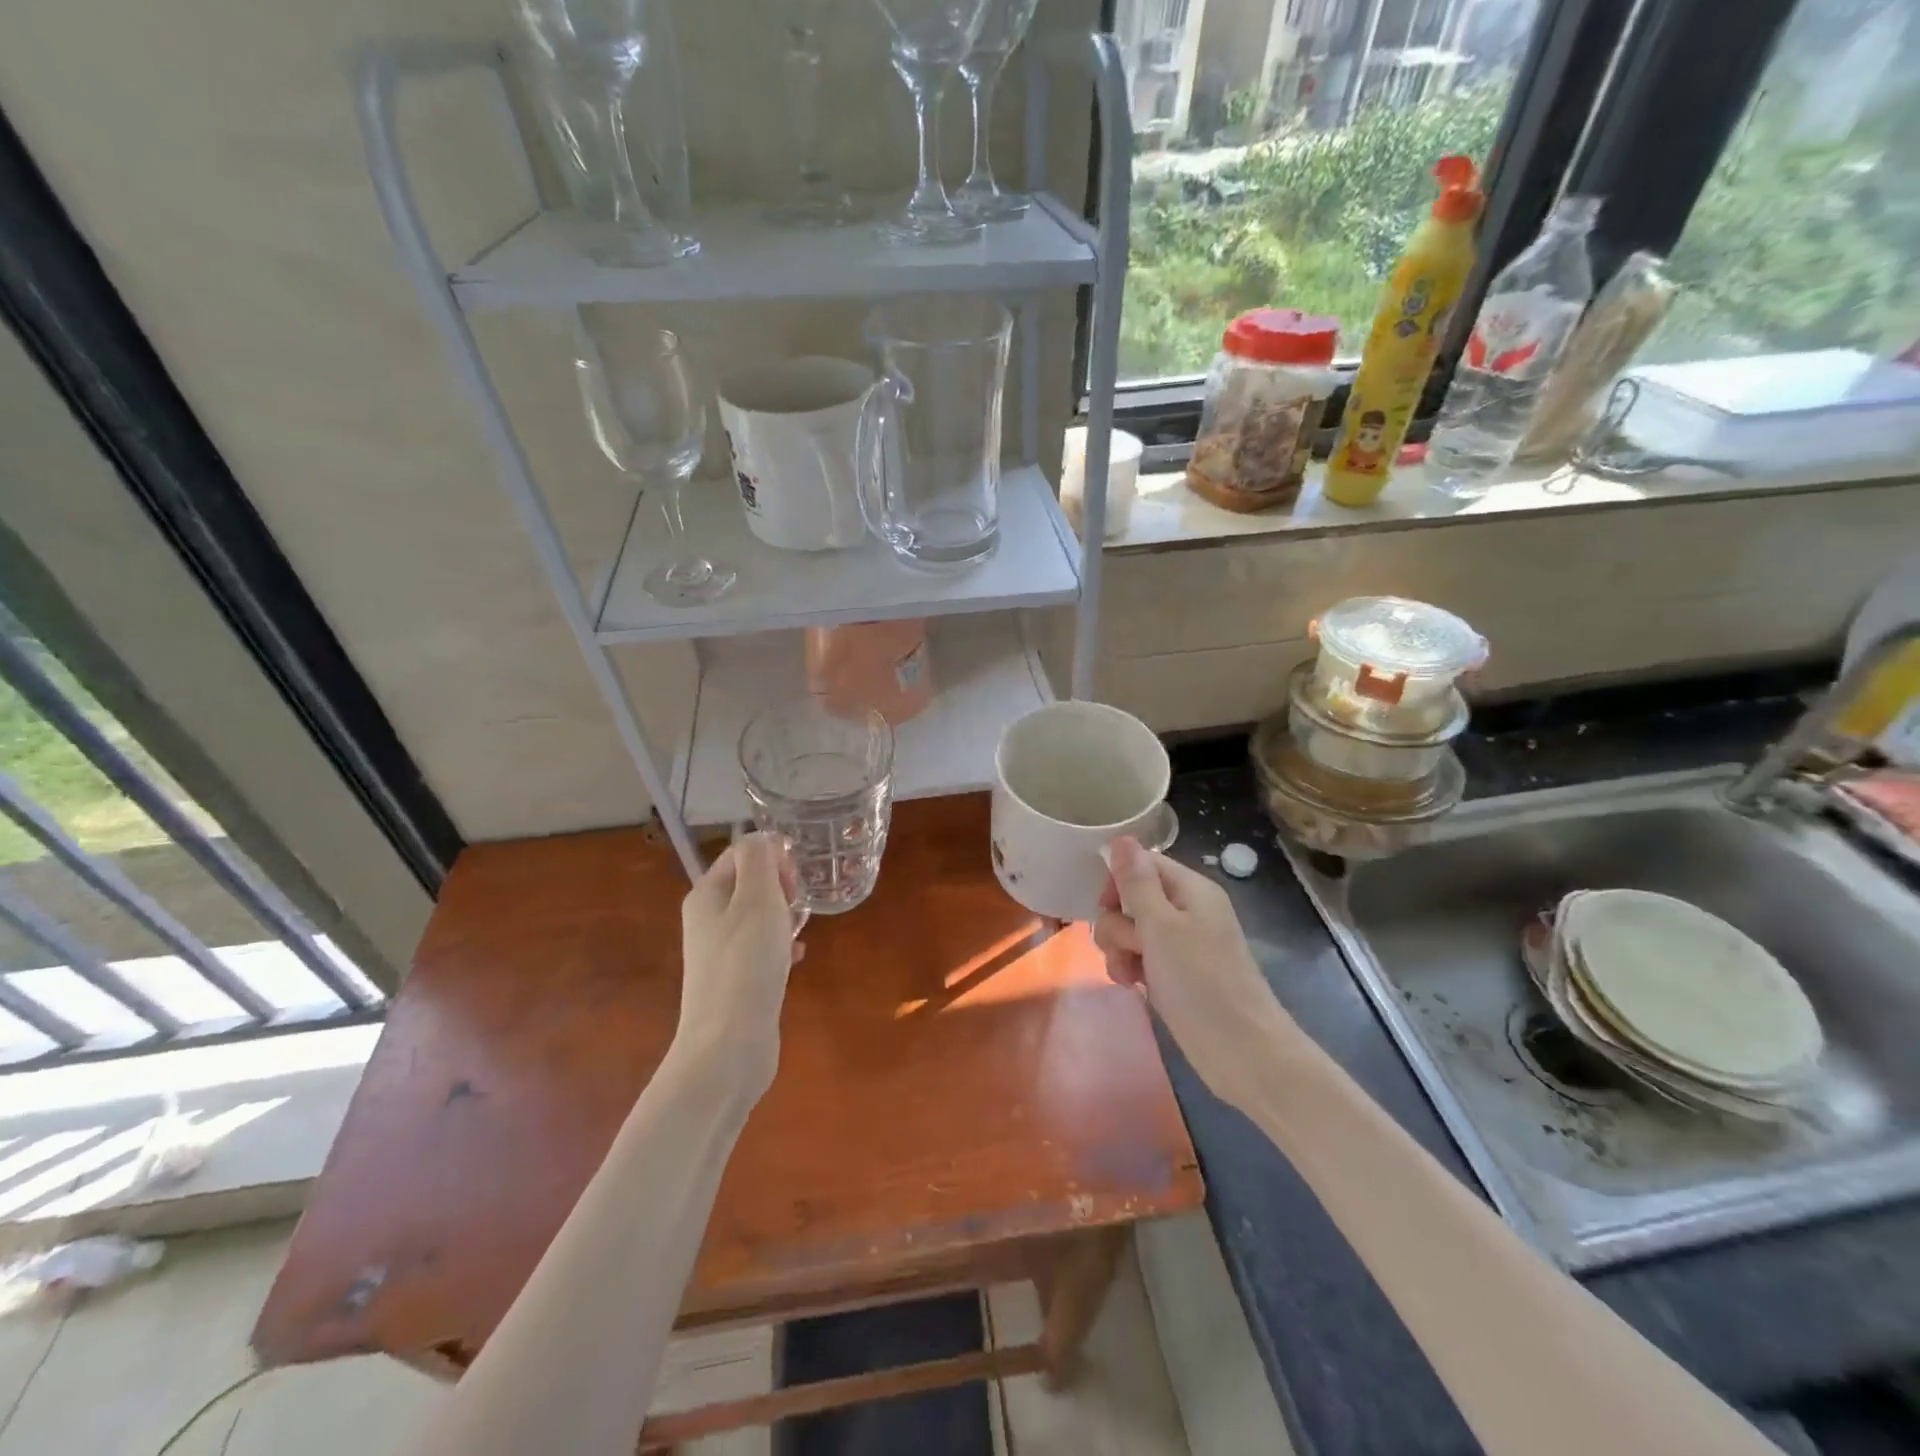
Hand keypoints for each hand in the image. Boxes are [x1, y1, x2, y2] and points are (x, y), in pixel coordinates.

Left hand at [676, 833, 801, 1101]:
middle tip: (798, 906)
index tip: (795, 881)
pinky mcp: (735, 980)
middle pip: (750, 883)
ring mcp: (720, 952)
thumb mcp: (758, 899)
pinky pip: (762, 948)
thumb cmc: (746, 964)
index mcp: (707, 894)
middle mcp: (708, 919)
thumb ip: (760, 860)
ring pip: (759, 916)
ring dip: (785, 916)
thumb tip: (763, 839)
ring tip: (801, 930)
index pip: (742, 853)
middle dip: (781, 887)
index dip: (773, 858)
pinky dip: (782, 946)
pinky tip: (799, 957)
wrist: (728, 1045)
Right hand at [1093, 836, 1302, 1110]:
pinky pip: (1141, 958)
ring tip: (1129, 973)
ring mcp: (1182, 945)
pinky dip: (1131, 968)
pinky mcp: (1176, 975)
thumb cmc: (1201, 983)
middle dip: (1117, 922)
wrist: (1244, 1054)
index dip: (1118, 881)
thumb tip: (1121, 837)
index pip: (1142, 864)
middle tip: (1127, 946)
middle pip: (1133, 898)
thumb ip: (1137, 883)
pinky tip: (1133, 986)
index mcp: (1191, 890)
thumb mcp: (1161, 927)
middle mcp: (1187, 911)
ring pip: (1131, 930)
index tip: (1107, 907)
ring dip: (1120, 948)